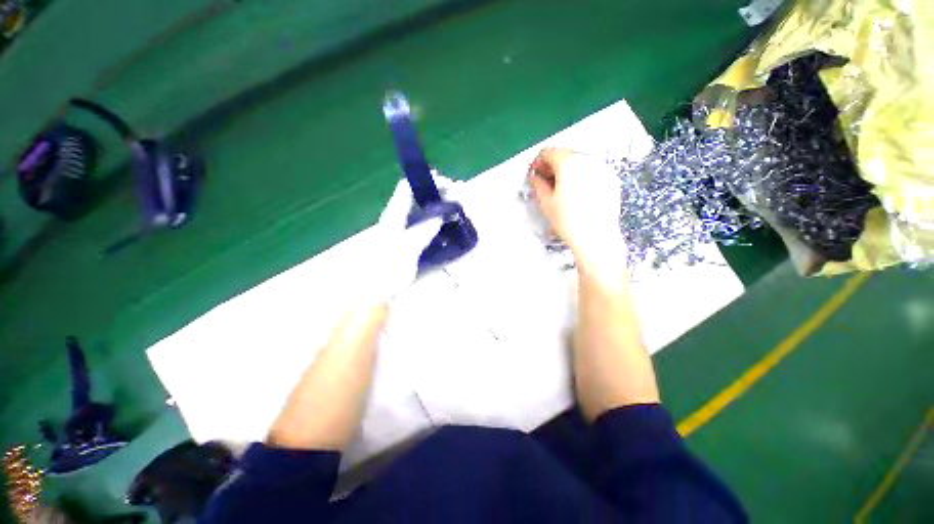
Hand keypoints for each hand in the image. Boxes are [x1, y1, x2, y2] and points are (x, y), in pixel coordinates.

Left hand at [362, 178, 445, 304]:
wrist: (376, 291)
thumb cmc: (387, 270)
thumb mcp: (406, 250)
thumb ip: (423, 231)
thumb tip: (441, 216)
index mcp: (393, 216)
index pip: (407, 188)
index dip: (425, 181)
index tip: (446, 184)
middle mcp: (398, 219)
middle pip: (417, 198)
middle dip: (437, 193)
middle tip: (457, 196)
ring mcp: (403, 231)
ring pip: (423, 211)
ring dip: (439, 207)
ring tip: (456, 209)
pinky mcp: (409, 242)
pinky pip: (425, 226)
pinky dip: (437, 222)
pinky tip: (447, 227)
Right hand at [527, 148, 626, 273]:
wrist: (596, 237)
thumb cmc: (568, 221)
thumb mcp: (546, 203)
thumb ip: (538, 184)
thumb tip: (535, 177)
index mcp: (569, 163)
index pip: (549, 152)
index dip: (537, 162)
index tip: (534, 174)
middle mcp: (587, 160)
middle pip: (565, 154)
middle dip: (552, 165)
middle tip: (545, 181)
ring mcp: (602, 168)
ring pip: (579, 161)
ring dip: (566, 170)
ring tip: (560, 188)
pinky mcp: (611, 179)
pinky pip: (592, 170)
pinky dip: (581, 176)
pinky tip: (577, 193)